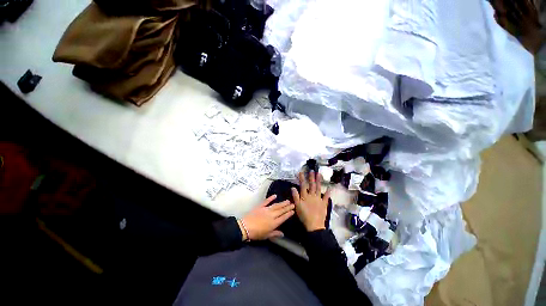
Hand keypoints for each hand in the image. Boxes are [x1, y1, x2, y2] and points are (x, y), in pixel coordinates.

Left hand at [239, 195, 294, 240]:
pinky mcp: (260, 206)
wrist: (245, 227)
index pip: (283, 217)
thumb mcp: (266, 236)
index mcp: (274, 223)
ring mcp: (266, 209)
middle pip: (281, 210)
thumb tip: (282, 234)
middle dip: (287, 207)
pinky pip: (266, 201)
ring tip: (287, 200)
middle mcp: (272, 215)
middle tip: (293, 204)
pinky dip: (270, 198)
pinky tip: (275, 195)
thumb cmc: (256, 233)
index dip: (288, 214)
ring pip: (276, 205)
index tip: (293, 210)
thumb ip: (275, 234)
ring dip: (282, 203)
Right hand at [292, 171, 330, 231]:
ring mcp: (319, 199)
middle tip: (312, 170)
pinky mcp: (324, 203)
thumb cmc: (304, 216)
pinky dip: (328, 192)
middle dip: (311, 177)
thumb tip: (293, 187)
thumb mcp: (297, 206)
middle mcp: (312, 195)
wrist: (314, 225)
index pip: (303, 185)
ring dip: (319, 181)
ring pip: (319, 188)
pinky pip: (326, 197)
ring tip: (319, 174)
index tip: (301, 172)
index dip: (302, 178)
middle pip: (312, 185)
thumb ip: (295, 196)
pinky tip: (329, 187)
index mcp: (305, 196)